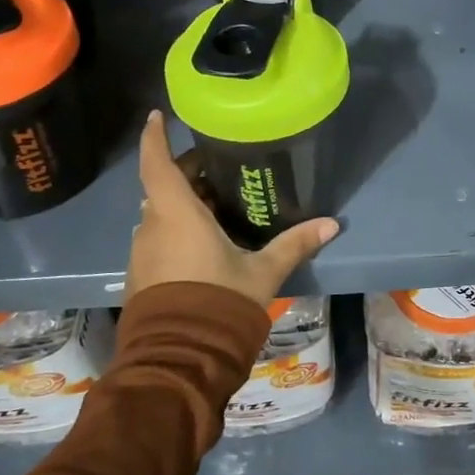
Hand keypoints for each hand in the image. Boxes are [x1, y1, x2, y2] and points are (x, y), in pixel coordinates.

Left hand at [129, 111, 338, 308]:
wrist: (179, 359)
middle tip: (218, 165)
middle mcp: (152, 226)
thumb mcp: (263, 272)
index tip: (158, 115)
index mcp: (177, 214)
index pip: (157, 163)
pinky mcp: (142, 275)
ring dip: (183, 202)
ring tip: (218, 201)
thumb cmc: (219, 301)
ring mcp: (143, 252)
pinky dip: (177, 227)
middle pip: (163, 186)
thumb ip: (294, 244)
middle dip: (186, 172)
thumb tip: (332, 224)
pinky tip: (206, 238)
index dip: (155, 137)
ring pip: (160, 213)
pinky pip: (159, 236)